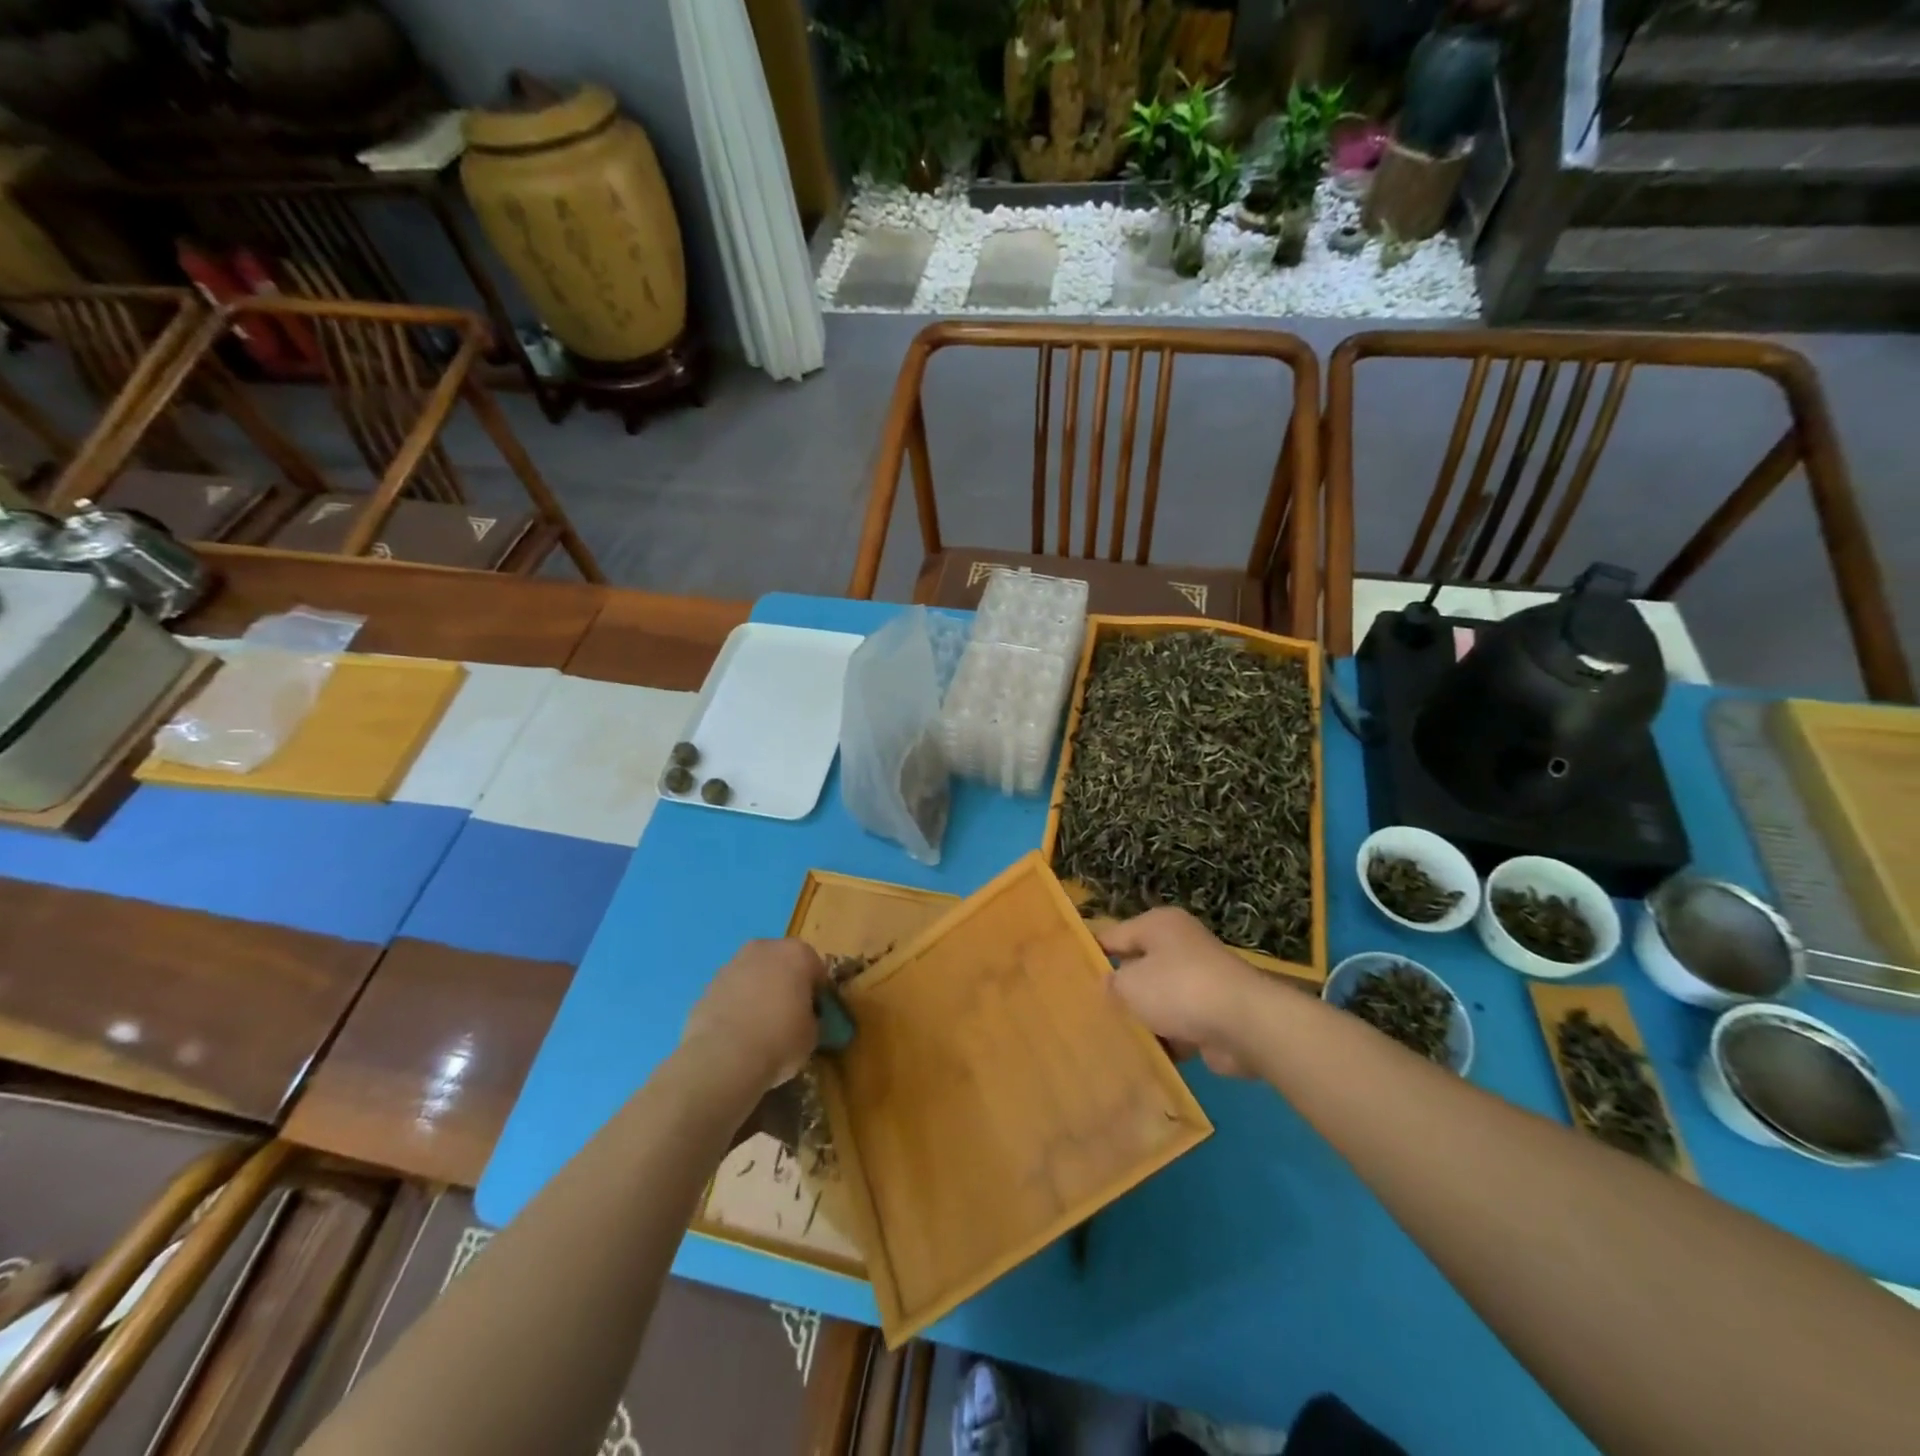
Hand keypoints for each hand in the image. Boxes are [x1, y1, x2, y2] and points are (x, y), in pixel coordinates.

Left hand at [681, 939, 827, 1090]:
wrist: (723, 1056)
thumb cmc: (779, 1039)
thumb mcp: (812, 1034)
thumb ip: (810, 1018)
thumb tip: (801, 1020)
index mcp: (798, 953)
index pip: (816, 969)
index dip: (817, 994)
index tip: (814, 1015)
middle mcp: (765, 948)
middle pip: (782, 964)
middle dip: (786, 985)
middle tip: (787, 1017)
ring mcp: (732, 964)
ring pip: (754, 976)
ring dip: (758, 993)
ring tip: (758, 1029)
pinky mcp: (708, 985)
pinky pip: (732, 993)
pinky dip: (736, 1006)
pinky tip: (737, 1034)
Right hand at [1099, 908, 1269, 1077]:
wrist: (1245, 1024)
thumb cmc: (1179, 989)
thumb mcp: (1130, 984)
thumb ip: (1112, 983)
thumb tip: (1109, 985)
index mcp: (1158, 925)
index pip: (1112, 935)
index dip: (1090, 953)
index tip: (1066, 974)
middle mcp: (1180, 945)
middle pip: (1137, 966)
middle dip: (1118, 989)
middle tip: (1085, 1009)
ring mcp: (1199, 980)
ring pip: (1158, 998)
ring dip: (1142, 1017)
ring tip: (1109, 1037)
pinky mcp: (1213, 1013)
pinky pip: (1178, 1024)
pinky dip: (1165, 1039)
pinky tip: (1142, 1056)